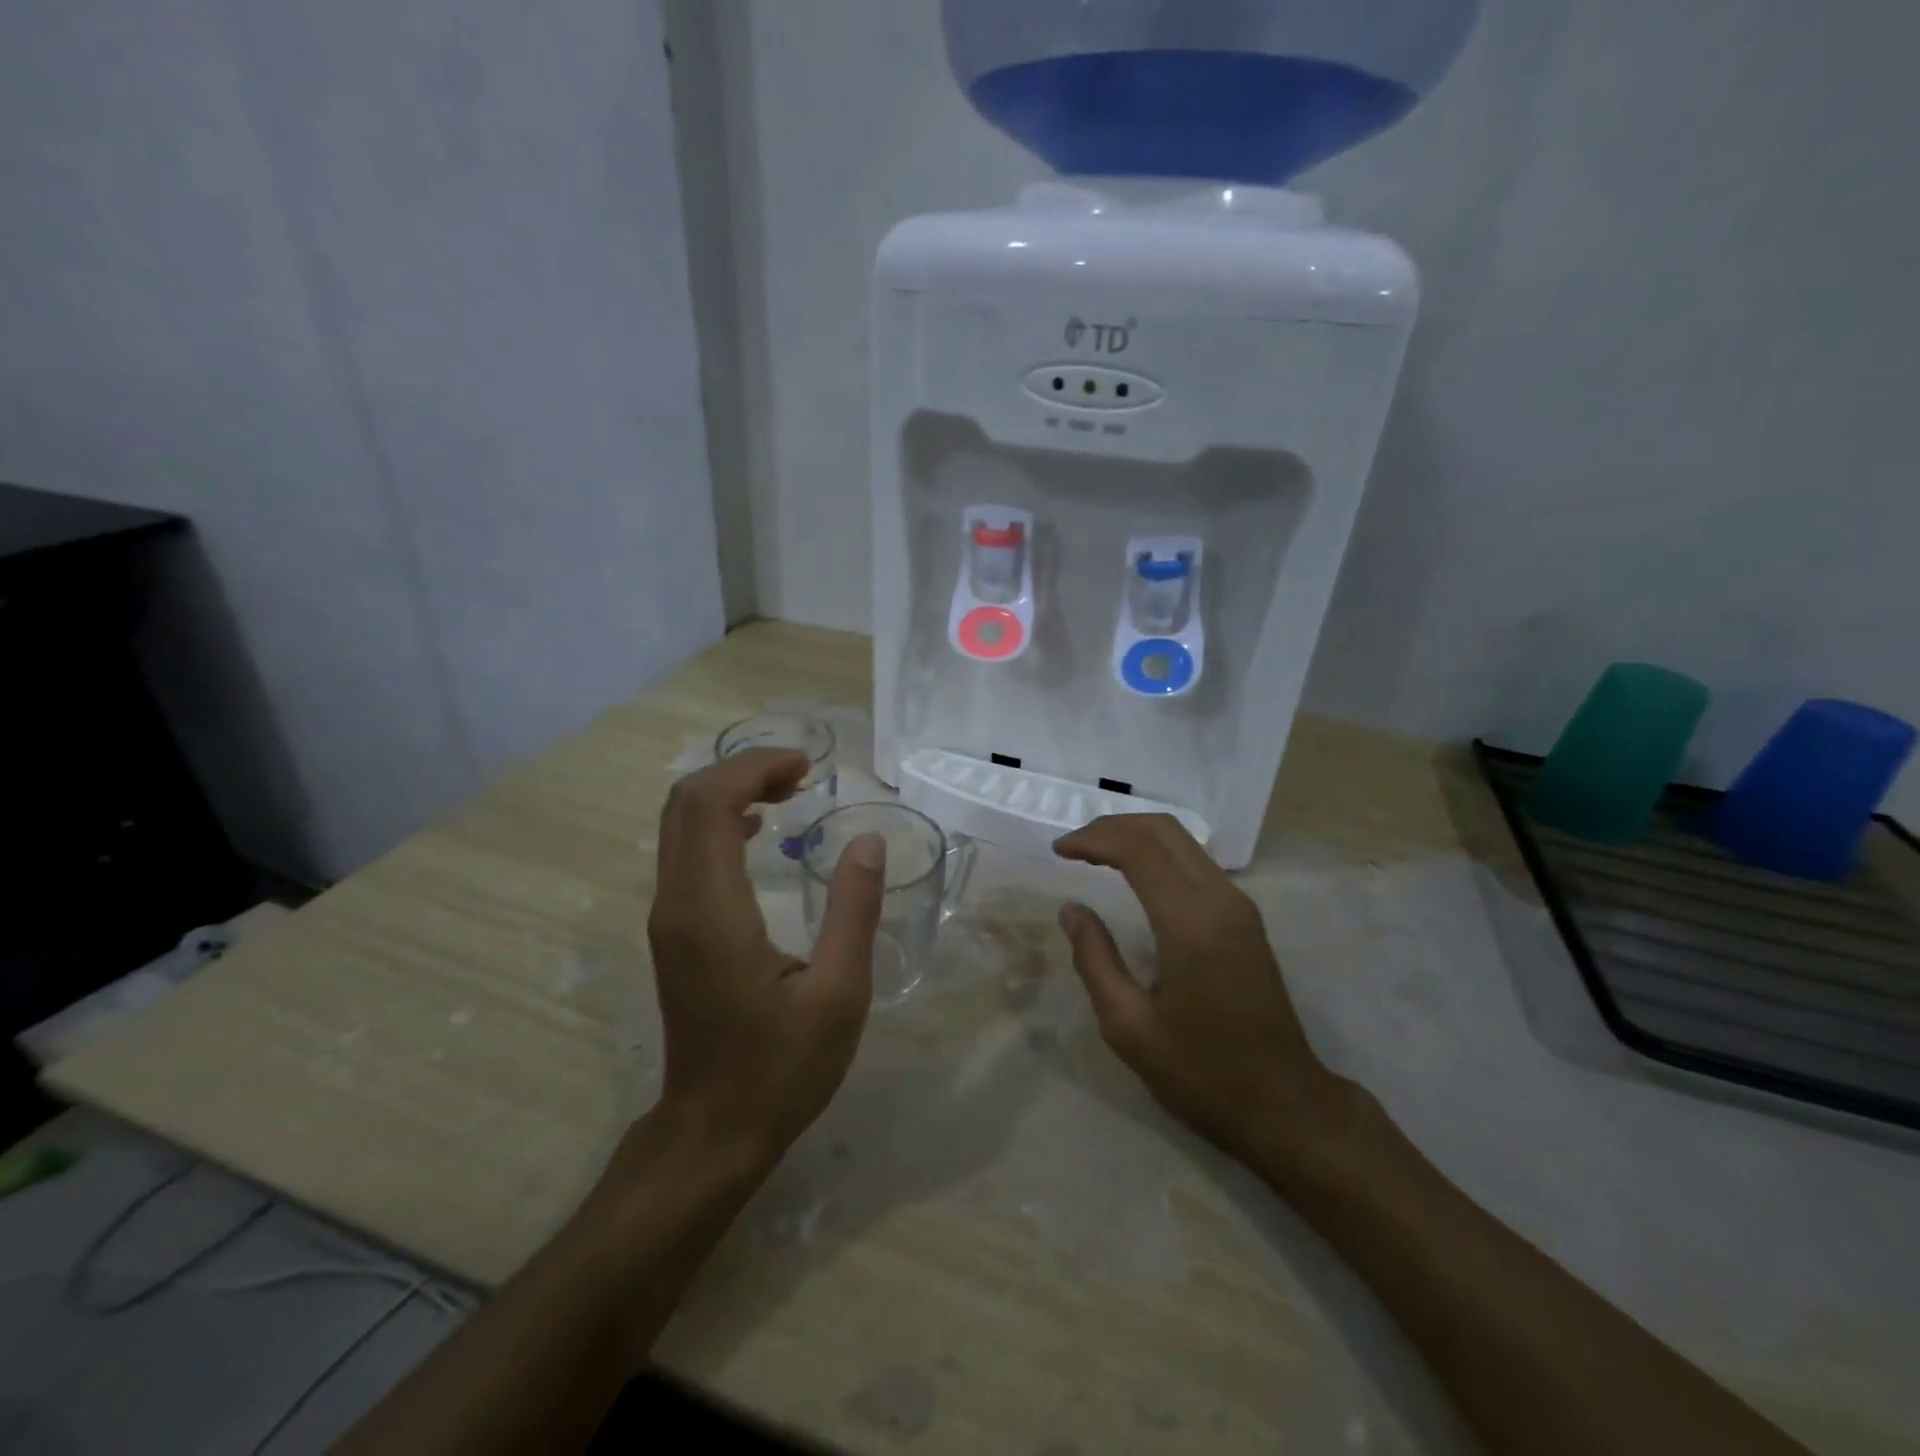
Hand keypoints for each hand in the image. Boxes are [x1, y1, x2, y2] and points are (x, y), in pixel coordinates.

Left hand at [642, 748, 884, 1176]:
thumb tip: (868, 840)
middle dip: (742, 771)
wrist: (713, 1131)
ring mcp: (668, 917)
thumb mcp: (839, 993)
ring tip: (790, 791)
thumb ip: (854, 911)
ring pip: (680, 823)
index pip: (710, 804)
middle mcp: (676, 902)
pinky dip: (720, 821)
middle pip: (686, 802)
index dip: (754, 768)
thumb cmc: (781, 1068)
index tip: (807, 766)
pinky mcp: (674, 931)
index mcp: (712, 910)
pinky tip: (761, 829)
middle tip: (801, 774)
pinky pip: (686, 850)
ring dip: (730, 792)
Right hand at [1053, 814, 1346, 1165]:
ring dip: (1135, 835)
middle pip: (1163, 830)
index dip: (1094, 839)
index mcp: (1191, 924)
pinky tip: (1132, 871)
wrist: (1284, 1103)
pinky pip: (1195, 861)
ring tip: (1093, 853)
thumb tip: (1073, 909)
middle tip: (1072, 846)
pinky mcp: (1245, 916)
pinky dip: (1156, 852)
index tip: (1058, 850)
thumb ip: (1095, 960)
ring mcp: (1239, 905)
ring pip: (1182, 840)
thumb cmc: (1201, 1073)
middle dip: (1112, 827)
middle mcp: (1220, 900)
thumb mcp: (1129, 1027)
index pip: (1139, 850)